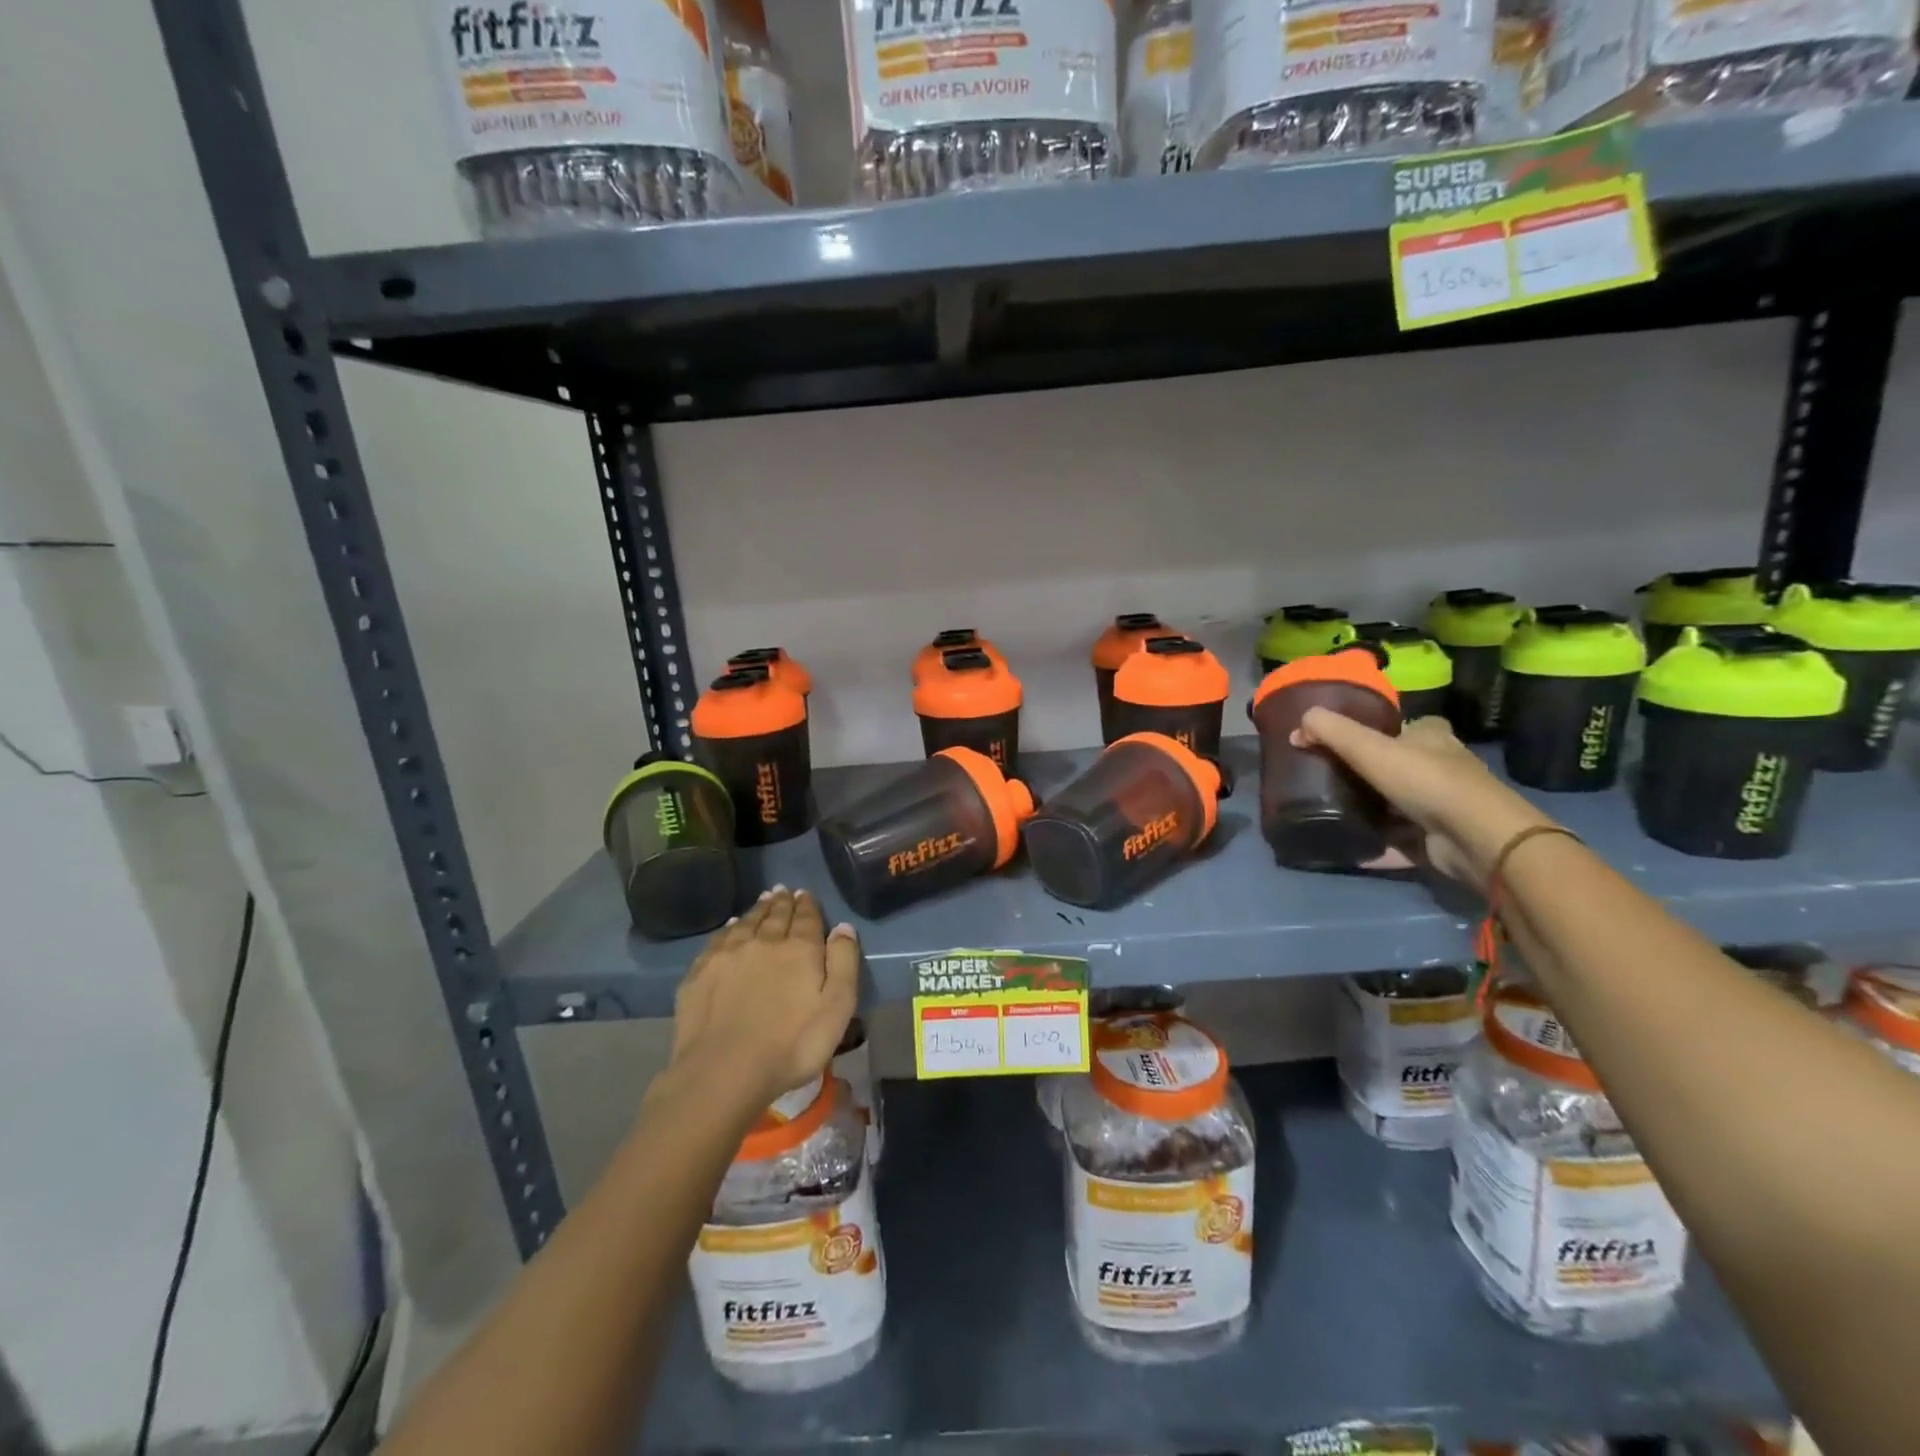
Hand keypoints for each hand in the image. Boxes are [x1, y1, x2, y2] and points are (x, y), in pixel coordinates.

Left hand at [668, 888, 859, 1111]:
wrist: (723, 1071)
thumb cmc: (791, 1045)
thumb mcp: (836, 1008)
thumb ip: (844, 963)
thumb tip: (843, 926)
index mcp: (799, 949)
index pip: (806, 918)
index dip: (807, 905)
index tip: (805, 894)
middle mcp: (763, 941)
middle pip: (775, 915)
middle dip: (782, 902)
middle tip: (784, 891)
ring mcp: (728, 955)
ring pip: (747, 922)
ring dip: (758, 909)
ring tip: (764, 900)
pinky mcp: (700, 973)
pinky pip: (719, 939)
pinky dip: (729, 928)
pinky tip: (732, 927)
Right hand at [1292, 709, 1557, 888]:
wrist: (1473, 837)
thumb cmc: (1424, 780)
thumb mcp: (1368, 746)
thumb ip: (1330, 731)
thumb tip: (1297, 724)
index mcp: (1431, 737)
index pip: (1405, 726)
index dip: (1378, 730)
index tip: (1344, 742)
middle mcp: (1441, 767)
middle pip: (1398, 764)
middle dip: (1368, 771)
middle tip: (1327, 777)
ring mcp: (1442, 805)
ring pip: (1397, 802)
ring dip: (1370, 808)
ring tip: (1330, 810)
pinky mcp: (1437, 838)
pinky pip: (1397, 838)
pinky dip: (1375, 842)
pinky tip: (1348, 845)